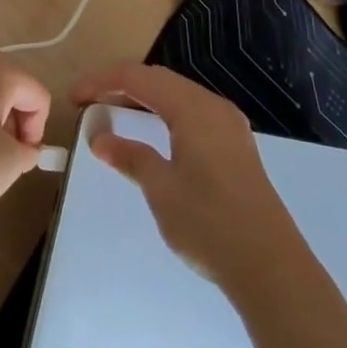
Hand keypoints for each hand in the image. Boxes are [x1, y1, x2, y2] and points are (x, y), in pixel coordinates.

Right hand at [71, 63, 306, 297]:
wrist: (273, 269)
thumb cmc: (210, 223)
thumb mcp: (161, 189)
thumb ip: (130, 157)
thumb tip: (101, 139)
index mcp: (193, 107)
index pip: (138, 78)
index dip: (102, 82)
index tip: (74, 97)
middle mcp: (213, 106)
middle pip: (159, 81)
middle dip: (121, 86)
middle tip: (90, 102)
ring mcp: (229, 126)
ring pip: (177, 97)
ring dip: (143, 101)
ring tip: (113, 114)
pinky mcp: (236, 147)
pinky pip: (191, 114)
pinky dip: (164, 116)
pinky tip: (152, 135)